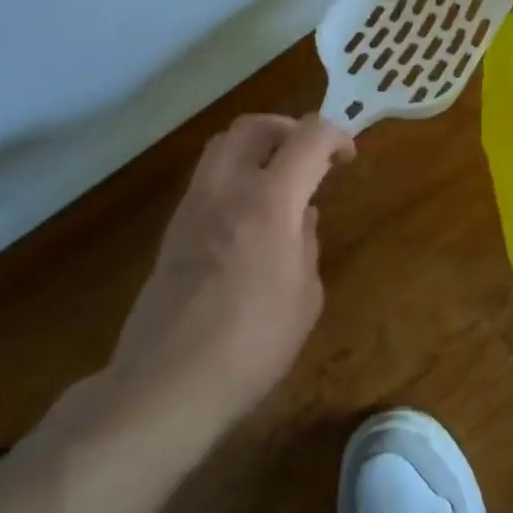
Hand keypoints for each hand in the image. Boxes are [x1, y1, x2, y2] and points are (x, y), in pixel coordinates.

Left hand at [106, 114, 354, 433]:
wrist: (165, 387)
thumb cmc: (252, 345)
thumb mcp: (305, 297)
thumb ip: (307, 244)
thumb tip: (301, 218)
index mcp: (270, 201)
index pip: (308, 137)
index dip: (336, 136)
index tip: (348, 158)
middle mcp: (228, 190)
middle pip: (255, 125)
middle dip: (290, 128)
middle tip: (311, 156)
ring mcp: (193, 208)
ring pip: (222, 145)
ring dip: (257, 146)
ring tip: (280, 177)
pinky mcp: (172, 231)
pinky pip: (207, 178)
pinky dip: (234, 174)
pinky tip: (250, 214)